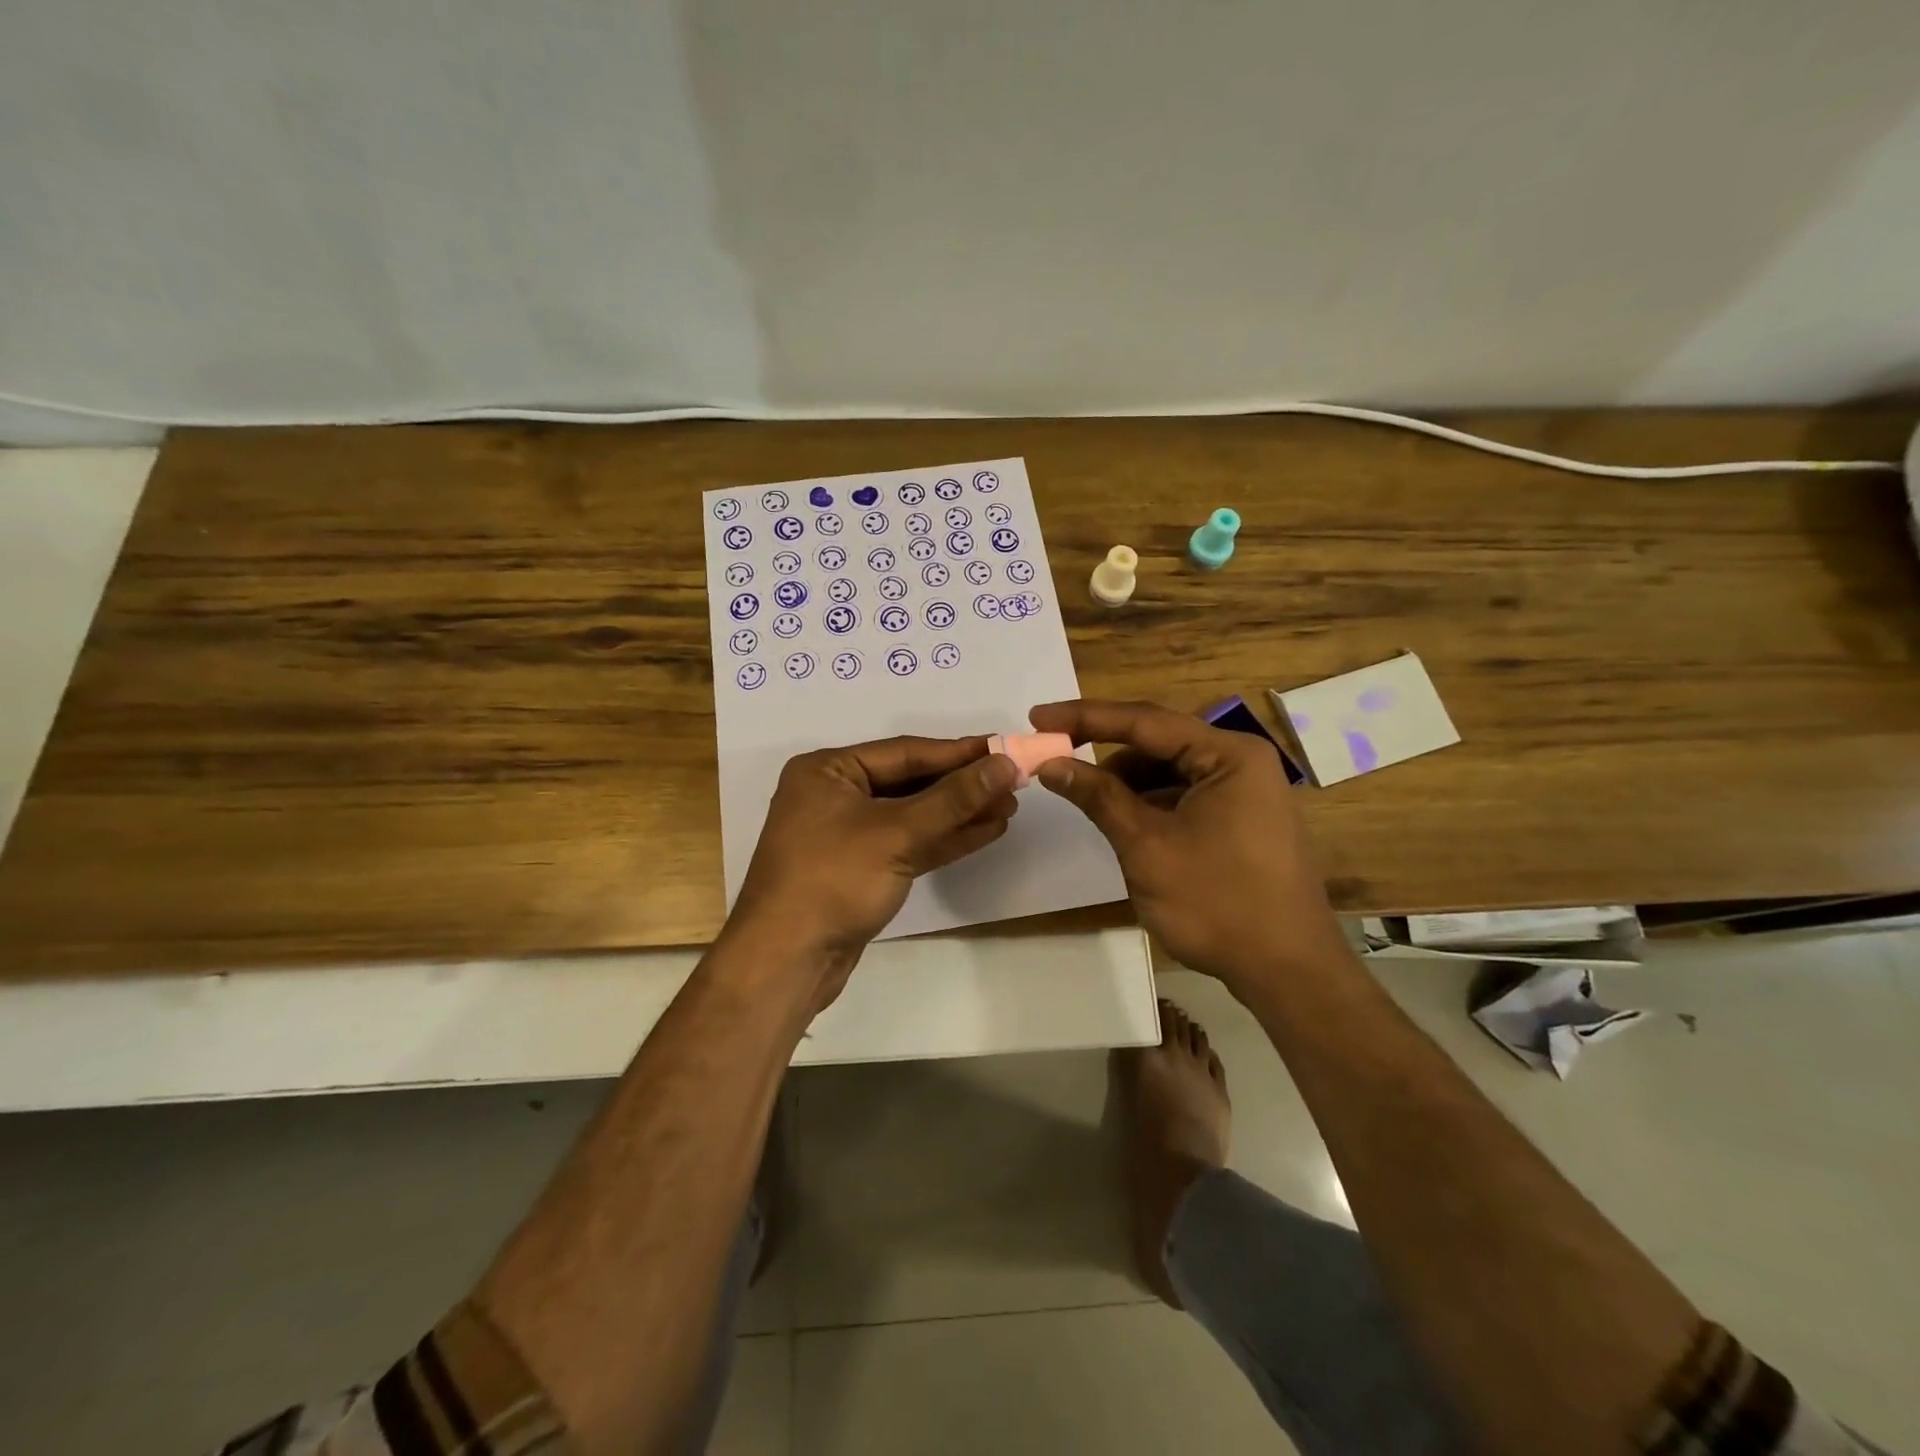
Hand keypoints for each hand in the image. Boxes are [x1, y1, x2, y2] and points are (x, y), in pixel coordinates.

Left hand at [730, 736, 1019, 1006]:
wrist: (786, 962)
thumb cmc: (833, 880)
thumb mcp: (896, 833)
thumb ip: (953, 798)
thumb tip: (1005, 765)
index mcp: (828, 770)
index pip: (905, 752)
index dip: (959, 752)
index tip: (1005, 749)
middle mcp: (835, 795)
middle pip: (910, 782)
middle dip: (962, 785)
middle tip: (1014, 781)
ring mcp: (847, 835)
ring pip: (913, 815)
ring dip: (959, 813)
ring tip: (1009, 806)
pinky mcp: (862, 869)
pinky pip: (909, 843)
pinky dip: (944, 839)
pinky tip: (986, 831)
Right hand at [1028, 699, 1346, 995]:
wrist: (1287, 973)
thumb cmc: (1217, 903)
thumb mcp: (1147, 846)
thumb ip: (1098, 797)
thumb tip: (1050, 763)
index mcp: (1229, 755)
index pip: (1144, 722)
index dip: (1085, 717)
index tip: (1037, 716)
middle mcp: (1241, 761)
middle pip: (1159, 743)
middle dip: (1104, 752)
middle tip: (1053, 756)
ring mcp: (1245, 791)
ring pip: (1169, 772)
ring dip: (1125, 782)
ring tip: (1085, 799)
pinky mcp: (1242, 819)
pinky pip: (1184, 796)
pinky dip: (1149, 804)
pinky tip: (1123, 823)